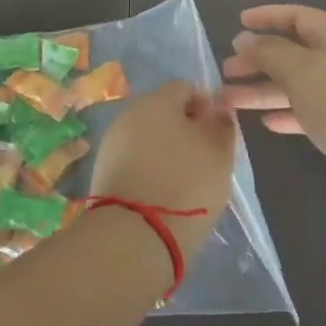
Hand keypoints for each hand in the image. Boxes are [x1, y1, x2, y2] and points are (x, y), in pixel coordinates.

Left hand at [87, 82, 236, 277]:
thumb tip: (218, 110)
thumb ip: (222, 125)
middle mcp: (129, 115)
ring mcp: (111, 145)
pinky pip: (134, 162)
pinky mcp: (102, 174)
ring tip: (185, 180)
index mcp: (157, 101)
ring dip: (166, 151)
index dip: (206, 105)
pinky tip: (163, 194)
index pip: (185, 88)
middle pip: (163, 112)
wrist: (134, 237)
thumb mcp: (220, 153)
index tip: (217, 132)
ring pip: (147, 138)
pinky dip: (149, 171)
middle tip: (205, 158)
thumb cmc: (186, 183)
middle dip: (185, 129)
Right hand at [222, 5, 325, 202]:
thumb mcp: (300, 71)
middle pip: (294, 53)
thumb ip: (270, 52)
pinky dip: (288, 114)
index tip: (239, 22)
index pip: (298, 17)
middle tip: (226, 69)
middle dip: (259, 59)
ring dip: (265, 90)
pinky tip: (266, 123)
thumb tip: (246, 38)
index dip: (268, 17)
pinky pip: (311, 113)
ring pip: (298, 85)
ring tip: (230, 100)